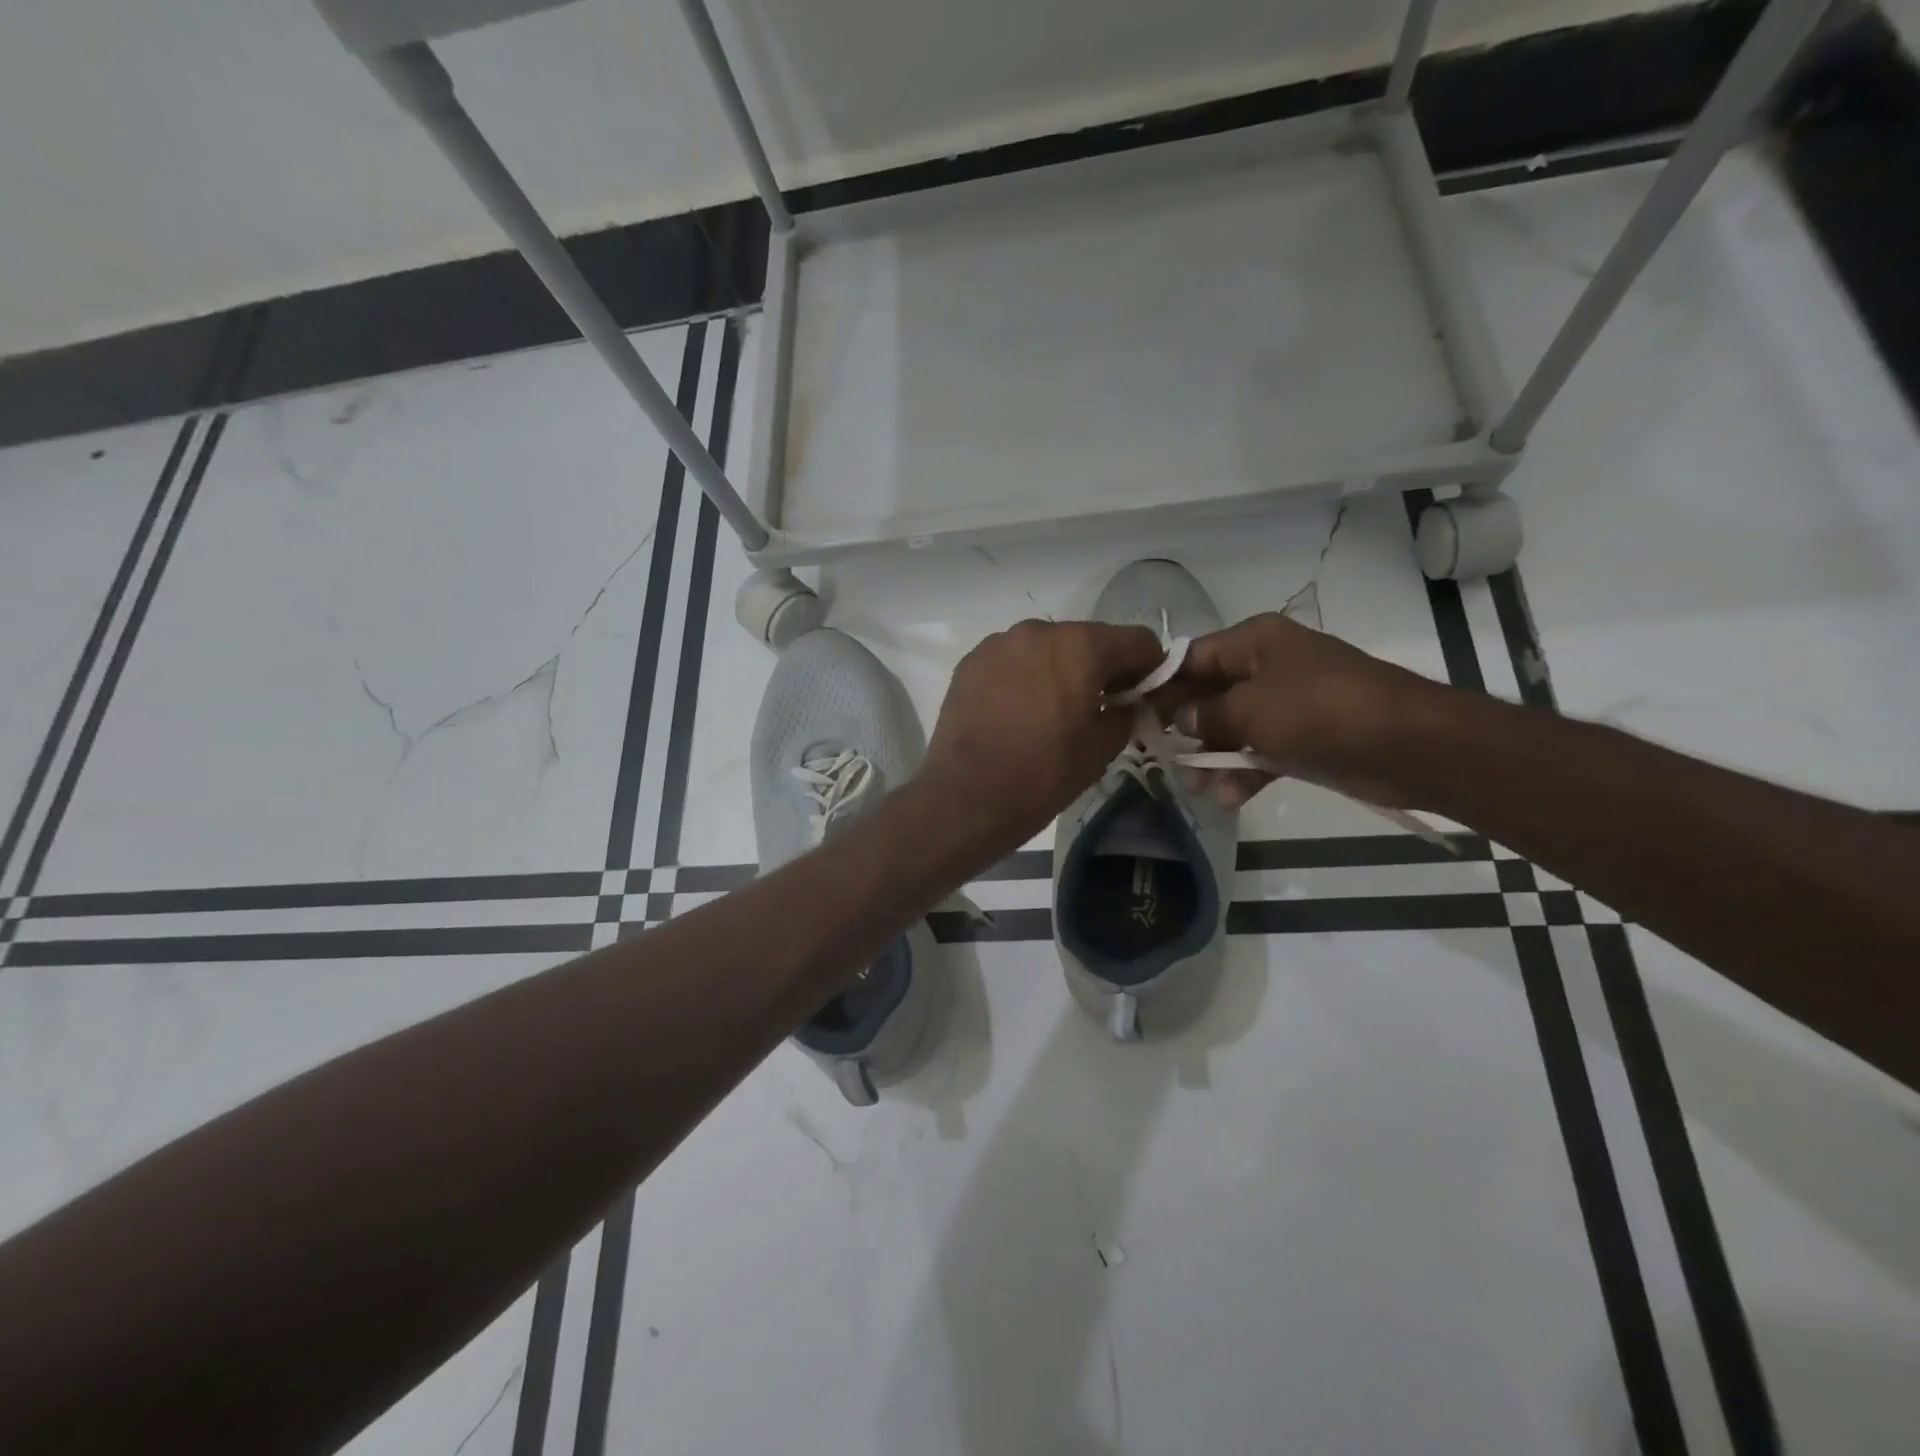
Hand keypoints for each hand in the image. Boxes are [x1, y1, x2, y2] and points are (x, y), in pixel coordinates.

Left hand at [922, 619, 1163, 853]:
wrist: (964, 798)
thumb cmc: (1042, 775)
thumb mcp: (1101, 750)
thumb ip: (1125, 714)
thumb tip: (1127, 703)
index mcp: (1081, 646)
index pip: (1137, 640)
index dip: (1149, 667)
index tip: (1143, 695)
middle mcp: (1039, 630)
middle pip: (1088, 640)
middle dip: (1101, 668)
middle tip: (1099, 707)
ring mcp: (999, 643)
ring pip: (1047, 648)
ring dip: (1060, 670)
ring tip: (1052, 712)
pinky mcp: (970, 662)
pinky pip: (1012, 660)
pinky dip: (1024, 676)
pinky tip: (1017, 712)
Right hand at [1159, 612, 1446, 810]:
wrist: (1408, 744)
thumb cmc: (1320, 711)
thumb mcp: (1252, 709)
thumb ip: (1207, 712)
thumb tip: (1180, 717)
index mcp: (1256, 642)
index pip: (1193, 656)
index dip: (1162, 684)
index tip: (1133, 712)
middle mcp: (1269, 666)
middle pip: (1211, 693)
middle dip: (1184, 726)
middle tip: (1154, 754)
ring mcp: (1289, 703)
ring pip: (1234, 727)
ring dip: (1213, 756)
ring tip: (1194, 787)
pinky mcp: (1306, 737)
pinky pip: (1263, 751)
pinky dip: (1245, 772)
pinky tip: (1228, 798)